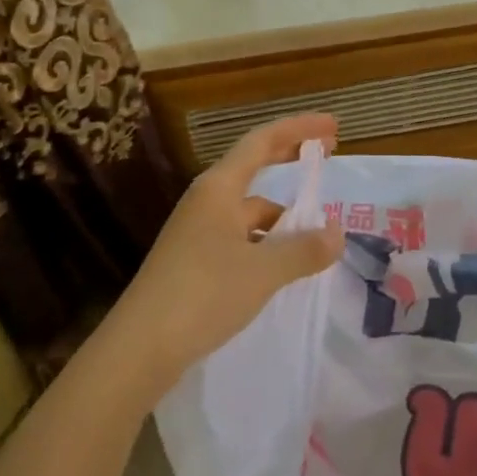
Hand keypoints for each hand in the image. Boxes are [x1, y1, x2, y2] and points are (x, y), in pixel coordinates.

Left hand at [101, 114, 344, 403]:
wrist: (139, 349)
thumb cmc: (203, 294)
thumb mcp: (263, 271)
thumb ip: (304, 250)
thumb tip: (337, 234)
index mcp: (219, 188)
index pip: (263, 141)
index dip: (299, 129)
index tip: (333, 125)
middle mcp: (206, 201)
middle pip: (254, 166)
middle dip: (290, 157)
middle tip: (327, 153)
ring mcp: (197, 232)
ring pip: (249, 211)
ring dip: (282, 215)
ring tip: (315, 235)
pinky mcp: (193, 262)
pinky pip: (240, 238)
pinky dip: (266, 243)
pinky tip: (282, 268)